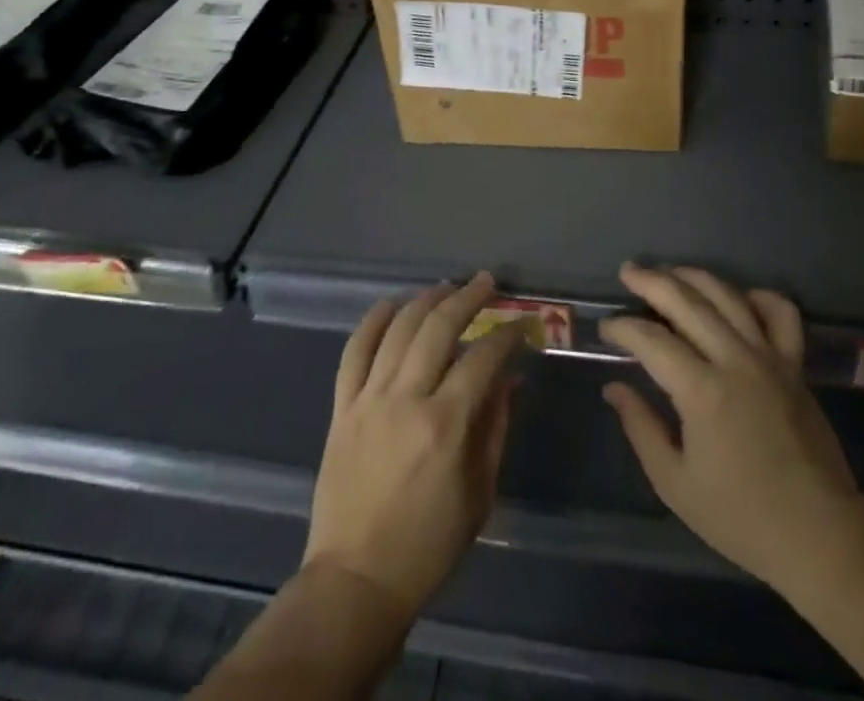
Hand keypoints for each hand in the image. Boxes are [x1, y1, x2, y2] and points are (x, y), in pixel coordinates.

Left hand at [303, 272, 527, 623]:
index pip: (482, 358)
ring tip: (446, 287)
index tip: (522, 324)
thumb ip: (495, 427)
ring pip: (397, 330)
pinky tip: (390, 304)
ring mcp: (368, 400)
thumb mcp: (479, 492)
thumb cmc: (428, 545)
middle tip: (486, 283)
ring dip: (425, 300)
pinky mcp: (341, 408)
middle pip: (438, 328)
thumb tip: (511, 379)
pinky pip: (354, 352)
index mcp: (444, 424)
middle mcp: (405, 400)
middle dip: (467, 298)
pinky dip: (372, 322)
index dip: (506, 335)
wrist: (355, 582)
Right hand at [600, 263, 862, 598]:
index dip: (624, 328)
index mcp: (703, 392)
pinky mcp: (795, 365)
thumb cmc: (741, 517)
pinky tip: (736, 298)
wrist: (819, 535)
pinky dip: (758, 296)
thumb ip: (641, 428)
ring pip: (729, 297)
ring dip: (694, 277)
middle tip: (628, 273)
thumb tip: (614, 387)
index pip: (652, 341)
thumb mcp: (676, 484)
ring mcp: (770, 358)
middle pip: (688, 302)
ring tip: (669, 272)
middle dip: (652, 282)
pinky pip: (780, 313)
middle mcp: (736, 361)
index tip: (606, 327)